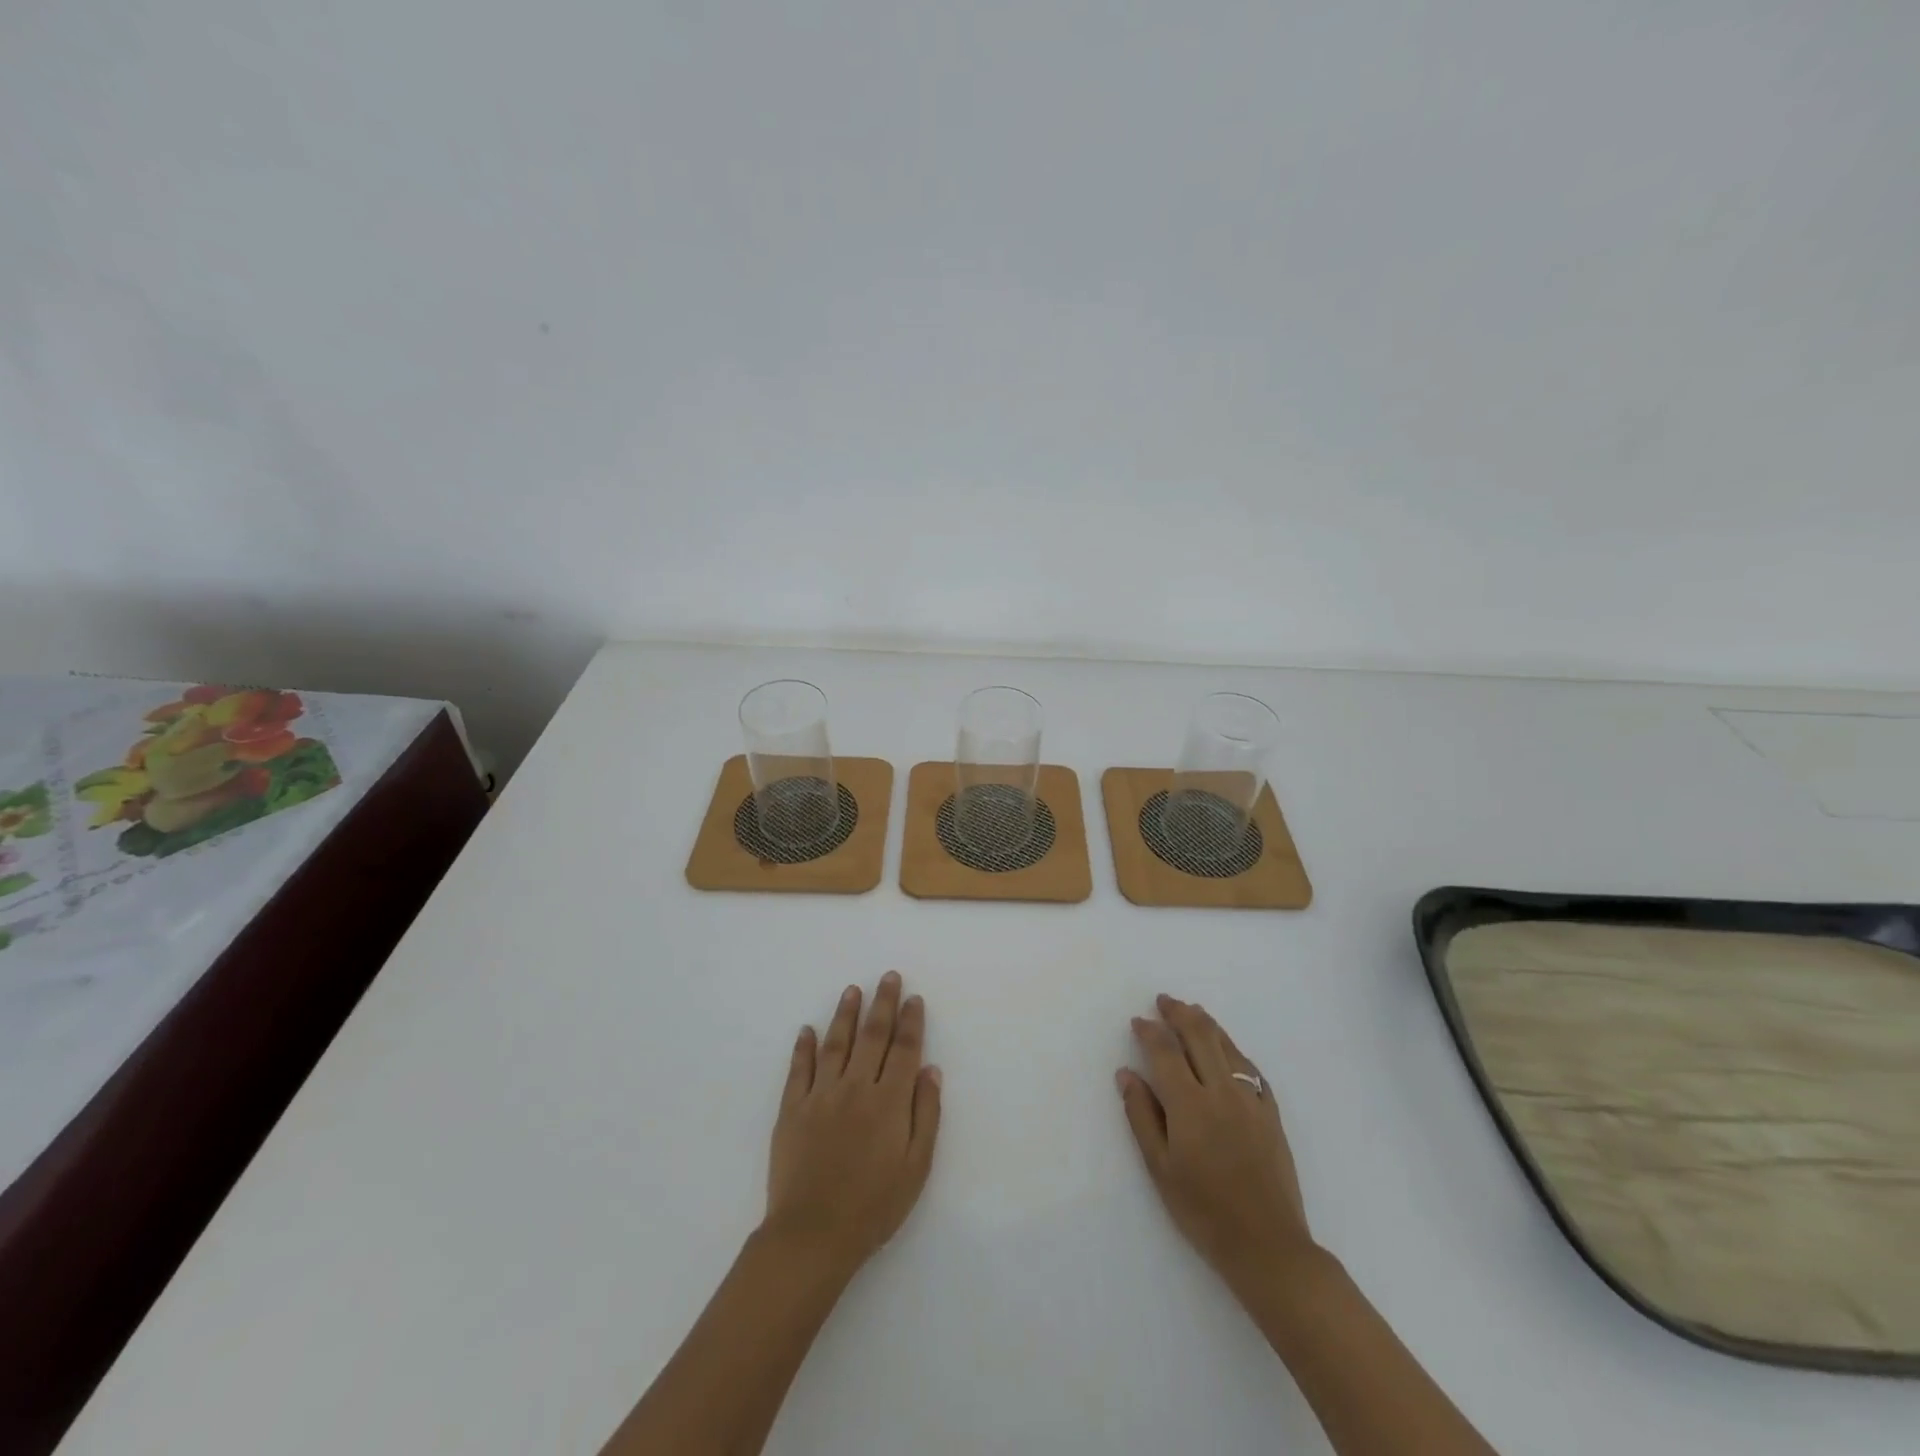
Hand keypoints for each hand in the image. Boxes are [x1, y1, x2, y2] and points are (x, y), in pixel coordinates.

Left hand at [764, 972, 941, 1275]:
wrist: (813, 1235)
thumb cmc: (874, 1206)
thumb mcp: (916, 1167)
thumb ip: (926, 1115)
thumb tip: (931, 1070)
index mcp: (889, 1101)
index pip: (904, 1049)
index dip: (911, 1021)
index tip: (914, 998)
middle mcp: (856, 1087)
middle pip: (872, 1035)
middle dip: (882, 1003)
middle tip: (888, 976)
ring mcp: (821, 1095)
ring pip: (836, 1043)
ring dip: (845, 1014)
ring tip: (852, 990)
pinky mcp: (792, 1109)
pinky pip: (799, 1069)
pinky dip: (803, 1047)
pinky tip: (807, 1030)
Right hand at [1117, 995, 1314, 1286]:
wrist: (1269, 1247)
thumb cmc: (1204, 1212)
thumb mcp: (1160, 1169)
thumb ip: (1142, 1116)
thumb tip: (1127, 1074)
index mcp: (1190, 1105)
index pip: (1165, 1052)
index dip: (1150, 1032)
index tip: (1138, 1021)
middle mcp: (1222, 1092)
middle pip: (1200, 1036)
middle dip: (1179, 1014)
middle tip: (1164, 1001)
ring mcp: (1252, 1101)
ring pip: (1228, 1046)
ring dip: (1207, 1024)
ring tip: (1193, 1011)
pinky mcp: (1272, 1114)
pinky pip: (1251, 1068)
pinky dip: (1234, 1050)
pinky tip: (1228, 1050)